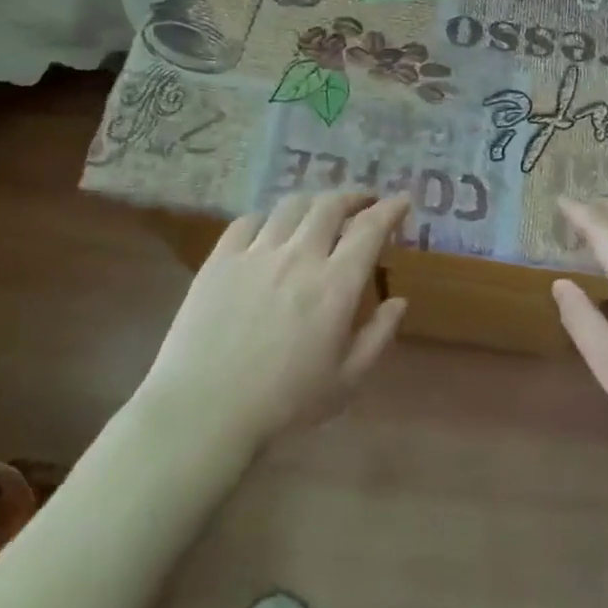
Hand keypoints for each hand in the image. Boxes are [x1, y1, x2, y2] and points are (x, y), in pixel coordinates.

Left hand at [140, 193, 410, 452]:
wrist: (205, 411)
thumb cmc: (285, 403)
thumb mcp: (347, 380)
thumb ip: (379, 336)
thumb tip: (399, 301)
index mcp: (335, 285)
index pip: (370, 229)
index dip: (390, 209)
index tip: (402, 200)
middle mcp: (299, 257)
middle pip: (329, 206)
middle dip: (353, 197)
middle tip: (363, 203)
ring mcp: (256, 254)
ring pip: (290, 206)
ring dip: (313, 203)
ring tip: (319, 212)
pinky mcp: (220, 260)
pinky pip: (247, 222)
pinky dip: (268, 219)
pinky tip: (270, 231)